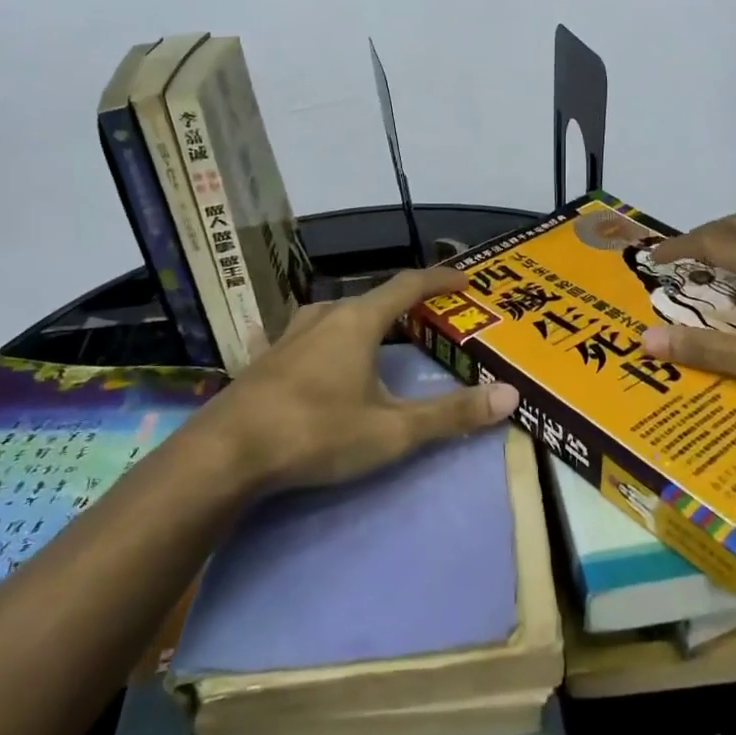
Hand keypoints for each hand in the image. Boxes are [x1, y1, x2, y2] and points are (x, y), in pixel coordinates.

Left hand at [201, 266, 519, 491]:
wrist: (225, 455)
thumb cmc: (316, 433)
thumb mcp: (393, 430)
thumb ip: (451, 414)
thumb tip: (510, 396)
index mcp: (358, 321)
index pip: (408, 285)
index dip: (440, 279)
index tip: (466, 279)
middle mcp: (324, 316)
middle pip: (373, 298)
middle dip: (405, 305)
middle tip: (431, 320)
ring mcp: (289, 335)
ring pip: (337, 314)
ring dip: (365, 319)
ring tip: (382, 337)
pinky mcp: (266, 358)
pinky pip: (306, 335)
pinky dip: (328, 338)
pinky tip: (316, 355)